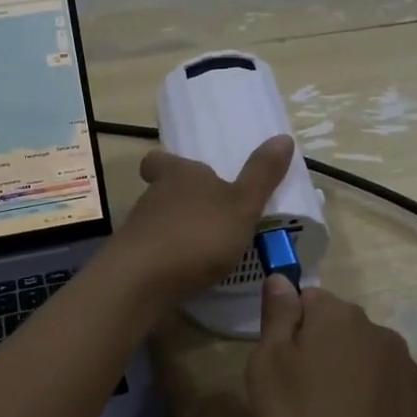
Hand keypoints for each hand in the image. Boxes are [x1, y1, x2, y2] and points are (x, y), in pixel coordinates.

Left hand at [107, 135, 296, 303]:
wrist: (143, 280)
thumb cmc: (198, 234)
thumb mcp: (241, 205)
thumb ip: (261, 175)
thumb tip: (284, 136)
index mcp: (179, 174)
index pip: (160, 160)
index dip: (168, 164)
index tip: (182, 172)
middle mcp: (153, 196)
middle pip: (162, 191)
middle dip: (181, 201)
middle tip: (208, 214)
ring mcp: (138, 228)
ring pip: (157, 221)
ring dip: (176, 230)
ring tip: (205, 248)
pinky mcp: (132, 260)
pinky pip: (153, 251)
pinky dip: (169, 258)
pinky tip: (187, 273)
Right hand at [246, 279, 416, 416]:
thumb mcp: (268, 369)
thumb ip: (276, 318)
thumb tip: (280, 279)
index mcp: (338, 317)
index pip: (307, 299)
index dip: (288, 328)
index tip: (279, 364)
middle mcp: (379, 332)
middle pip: (339, 331)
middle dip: (320, 353)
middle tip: (299, 398)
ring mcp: (410, 370)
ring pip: (367, 363)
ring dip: (350, 381)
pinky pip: (392, 396)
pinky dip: (377, 409)